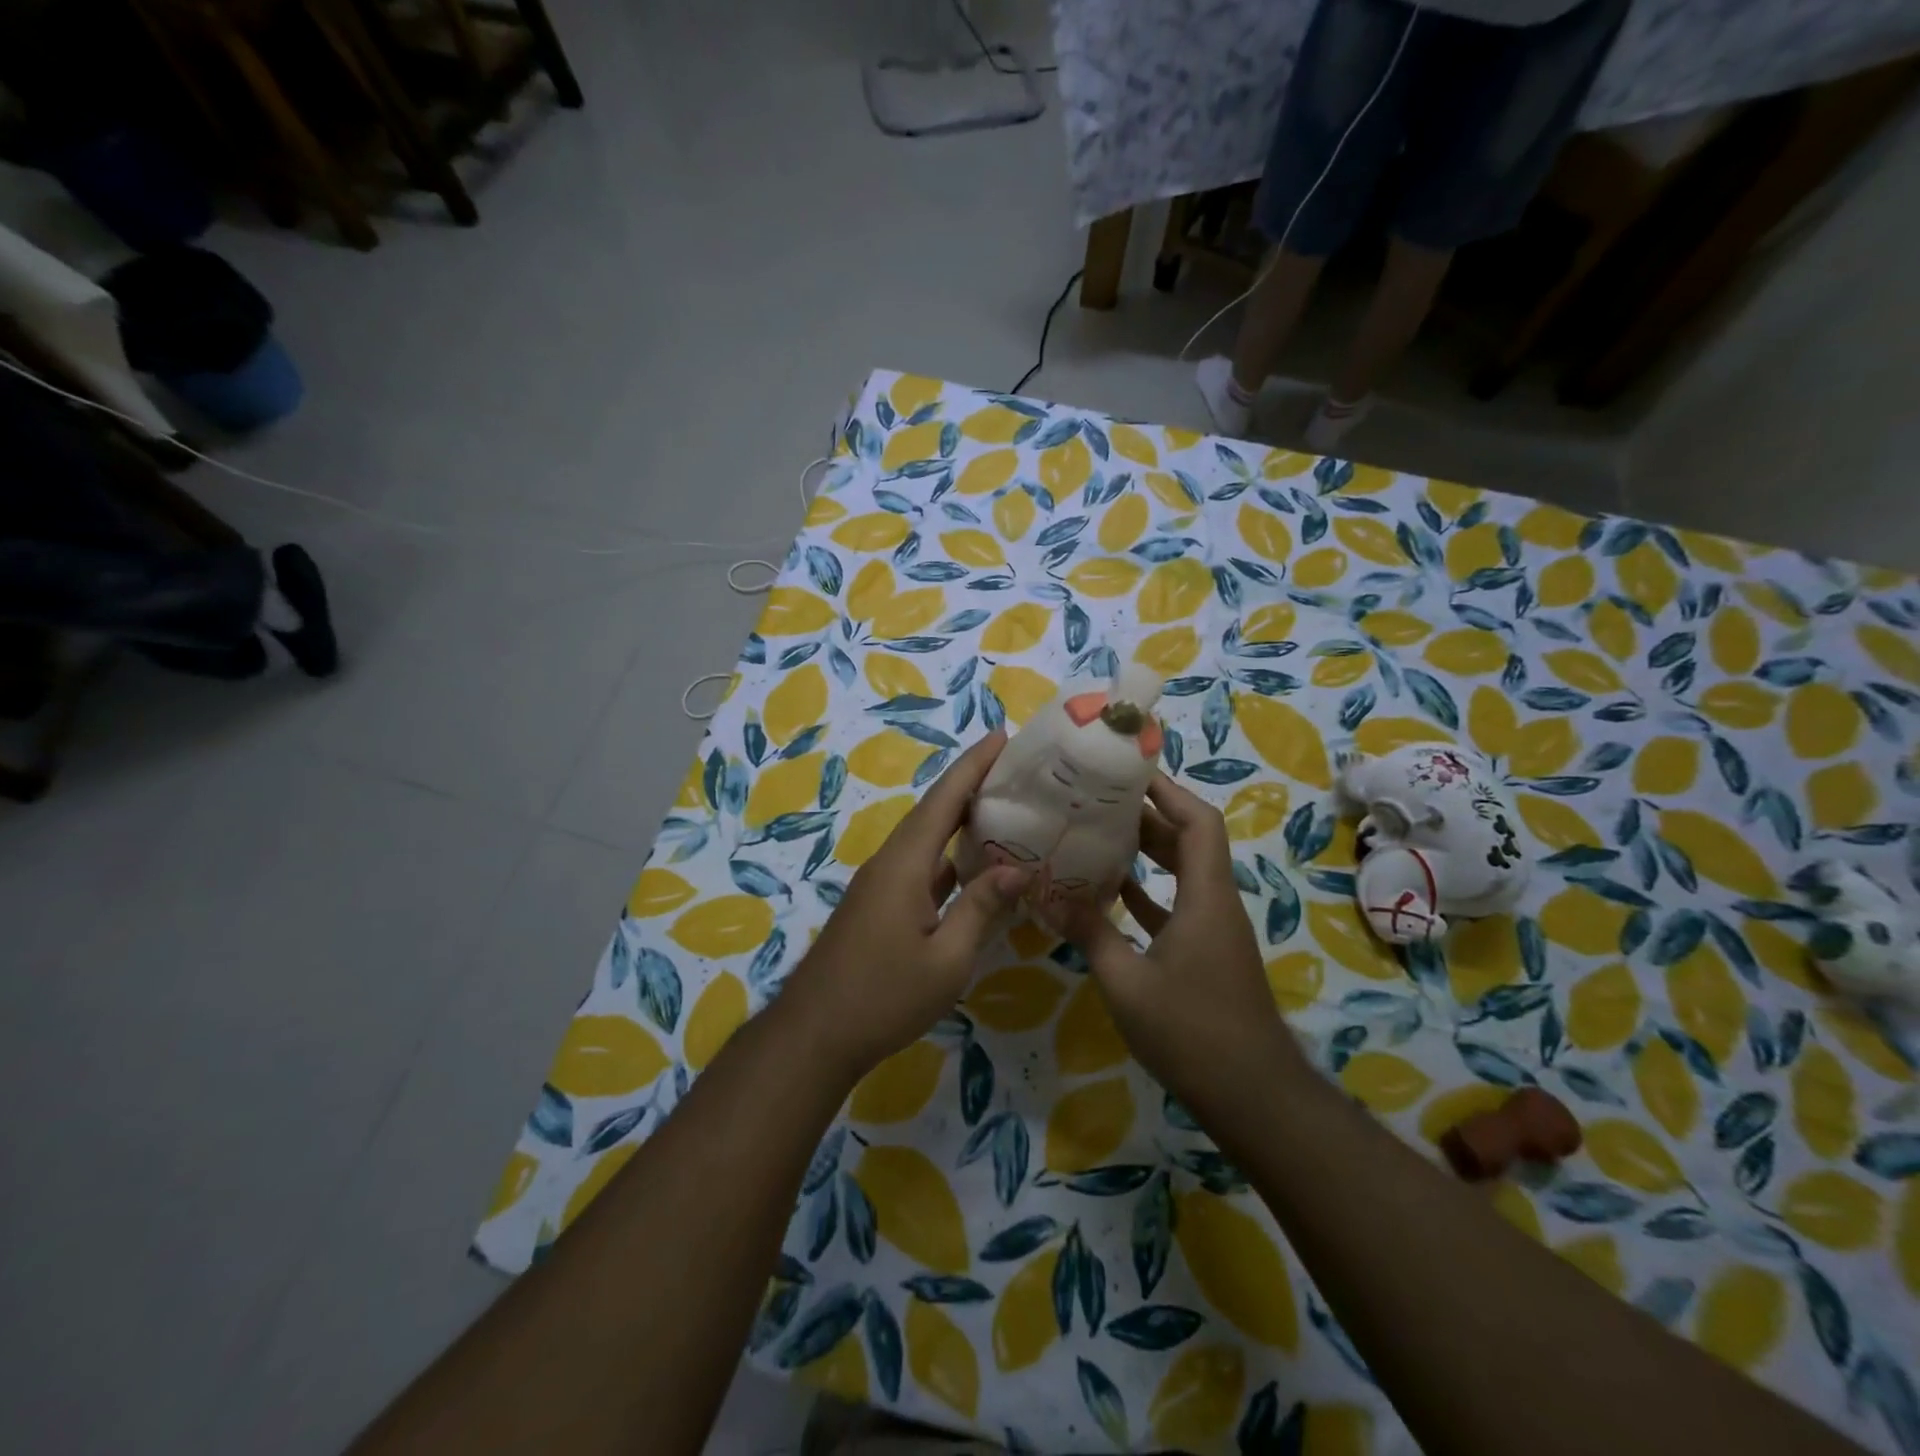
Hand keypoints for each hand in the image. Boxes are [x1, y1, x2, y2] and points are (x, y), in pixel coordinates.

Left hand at [777, 730, 1032, 1084]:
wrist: (815, 1034)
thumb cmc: (883, 997)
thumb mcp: (946, 960)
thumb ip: (981, 909)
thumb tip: (1018, 869)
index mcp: (905, 865)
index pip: (944, 800)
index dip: (973, 765)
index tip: (1001, 735)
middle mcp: (890, 862)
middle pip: (933, 811)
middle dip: (970, 783)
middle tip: (1013, 767)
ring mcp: (880, 884)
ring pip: (925, 839)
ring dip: (959, 819)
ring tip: (1002, 807)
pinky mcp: (878, 905)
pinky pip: (920, 865)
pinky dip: (948, 856)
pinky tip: (974, 866)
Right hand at [1048, 774, 1301, 1120]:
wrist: (1252, 1096)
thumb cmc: (1192, 1032)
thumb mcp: (1127, 982)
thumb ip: (1090, 933)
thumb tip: (1047, 896)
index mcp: (1205, 897)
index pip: (1197, 822)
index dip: (1168, 791)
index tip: (1129, 771)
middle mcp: (1215, 903)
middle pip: (1190, 840)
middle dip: (1149, 814)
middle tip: (1100, 798)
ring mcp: (1213, 929)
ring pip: (1183, 872)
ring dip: (1149, 851)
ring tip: (1100, 832)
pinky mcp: (1206, 953)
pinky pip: (1177, 905)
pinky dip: (1149, 891)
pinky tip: (1112, 891)